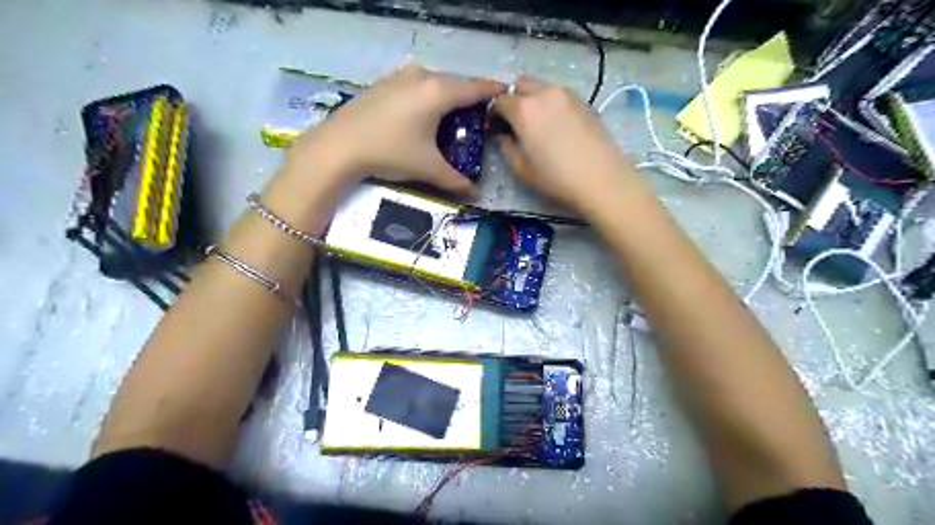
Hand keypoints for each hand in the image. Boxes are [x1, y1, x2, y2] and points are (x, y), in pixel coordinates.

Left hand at [286, 64, 503, 196]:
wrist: (338, 146)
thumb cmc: (390, 152)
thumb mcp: (427, 168)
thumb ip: (456, 181)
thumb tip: (476, 194)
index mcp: (438, 92)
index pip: (475, 88)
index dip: (492, 92)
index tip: (505, 96)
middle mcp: (421, 76)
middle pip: (455, 83)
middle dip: (469, 98)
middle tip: (478, 117)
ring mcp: (399, 76)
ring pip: (434, 83)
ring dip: (446, 97)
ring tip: (451, 117)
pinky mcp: (383, 83)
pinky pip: (415, 85)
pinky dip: (426, 96)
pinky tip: (422, 115)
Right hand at [490, 77, 634, 212]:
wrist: (602, 179)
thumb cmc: (557, 178)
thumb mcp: (522, 169)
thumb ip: (506, 147)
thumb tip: (502, 135)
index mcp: (524, 109)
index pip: (500, 100)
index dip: (494, 112)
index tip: (496, 126)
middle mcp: (544, 93)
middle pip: (520, 84)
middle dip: (514, 98)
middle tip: (515, 122)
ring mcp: (566, 93)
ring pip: (541, 86)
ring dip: (533, 98)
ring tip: (537, 123)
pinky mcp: (583, 100)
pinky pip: (558, 94)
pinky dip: (550, 103)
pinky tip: (556, 125)